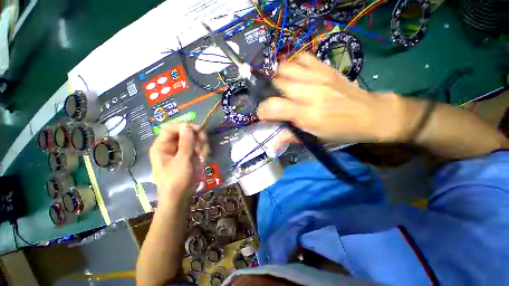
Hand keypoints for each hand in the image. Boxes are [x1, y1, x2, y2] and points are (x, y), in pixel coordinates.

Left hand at [149, 123, 208, 204]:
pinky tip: (203, 158)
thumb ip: (186, 143)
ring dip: (201, 144)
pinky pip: (199, 146)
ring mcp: (183, 150)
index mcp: (162, 146)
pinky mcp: (191, 154)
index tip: (198, 129)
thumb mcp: (182, 161)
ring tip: (202, 155)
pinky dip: (203, 150)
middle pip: (185, 131)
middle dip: (196, 136)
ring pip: (194, 138)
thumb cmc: (177, 180)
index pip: (171, 127)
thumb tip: (187, 126)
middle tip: (204, 142)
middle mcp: (172, 145)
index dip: (184, 125)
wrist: (181, 197)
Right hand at [257, 53, 404, 143]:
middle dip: (269, 92)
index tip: (264, 115)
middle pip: (277, 83)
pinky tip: (294, 74)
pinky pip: (302, 57)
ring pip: (285, 67)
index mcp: (308, 115)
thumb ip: (290, 137)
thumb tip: (271, 144)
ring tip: (281, 87)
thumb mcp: (315, 139)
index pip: (274, 106)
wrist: (370, 114)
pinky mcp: (326, 68)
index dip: (263, 110)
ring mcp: (319, 76)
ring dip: (278, 77)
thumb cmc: (341, 131)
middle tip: (273, 100)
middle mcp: (311, 93)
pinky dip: (293, 64)